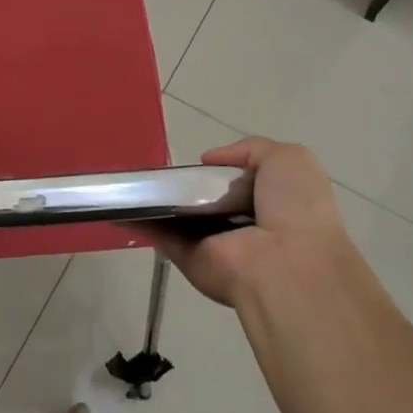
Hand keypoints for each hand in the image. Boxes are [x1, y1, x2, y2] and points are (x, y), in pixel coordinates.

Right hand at [142, 138, 353, 306]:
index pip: (240, 185)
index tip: (200, 161)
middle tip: (162, 167)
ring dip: (156, 202)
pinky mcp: (189, 258)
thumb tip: (209, 159)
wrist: (286, 262)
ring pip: (179, 218)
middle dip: (185, 185)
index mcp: (271, 205)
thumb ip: (252, 149)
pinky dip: (138, 221)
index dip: (222, 171)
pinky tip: (118, 204)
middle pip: (206, 202)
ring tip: (130, 178)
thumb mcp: (289, 160)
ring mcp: (214, 245)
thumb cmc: (294, 207)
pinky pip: (161, 236)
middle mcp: (242, 227)